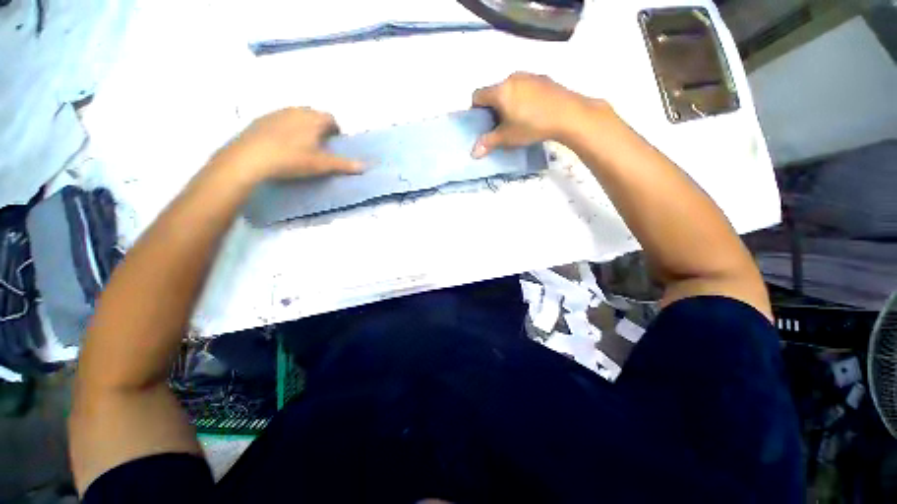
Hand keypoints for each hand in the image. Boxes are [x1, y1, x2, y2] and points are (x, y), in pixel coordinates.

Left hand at [212, 107, 362, 182]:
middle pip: (314, 114)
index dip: (335, 129)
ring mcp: (277, 112)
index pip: (331, 118)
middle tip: (320, 144)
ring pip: (296, 115)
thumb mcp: (321, 164)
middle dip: (319, 126)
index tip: (334, 142)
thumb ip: (344, 164)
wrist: (250, 157)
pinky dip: (286, 128)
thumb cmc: (292, 158)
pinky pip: (280, 119)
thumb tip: (365, 166)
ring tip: (301, 144)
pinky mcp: (261, 119)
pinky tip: (282, 143)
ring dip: (303, 126)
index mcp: (313, 119)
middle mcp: (296, 110)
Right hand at [471, 72, 604, 157]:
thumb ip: (488, 143)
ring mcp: (529, 75)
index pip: (478, 95)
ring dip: (508, 101)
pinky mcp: (543, 78)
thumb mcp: (507, 137)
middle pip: (494, 91)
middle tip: (500, 124)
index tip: (483, 123)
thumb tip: (473, 153)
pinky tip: (533, 111)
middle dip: (493, 107)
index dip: (476, 109)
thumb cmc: (532, 126)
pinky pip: (525, 86)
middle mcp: (512, 77)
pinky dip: (523, 97)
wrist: (568, 114)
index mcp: (500, 90)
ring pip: (510, 88)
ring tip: (518, 119)